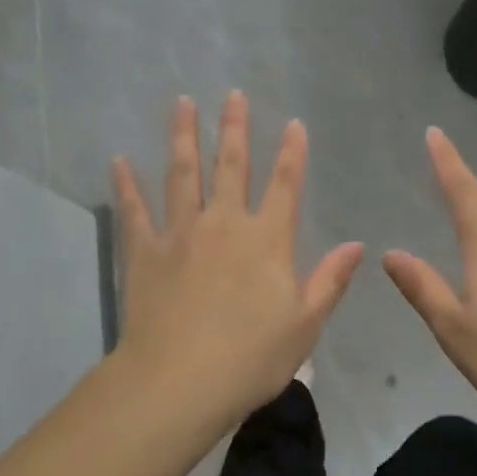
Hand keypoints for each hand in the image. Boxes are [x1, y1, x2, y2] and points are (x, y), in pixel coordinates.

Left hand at [112, 91, 363, 428]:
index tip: (294, 124)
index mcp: (267, 240)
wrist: (181, 381)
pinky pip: (134, 210)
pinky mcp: (145, 251)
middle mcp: (224, 224)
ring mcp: (181, 233)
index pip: (285, 185)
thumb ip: (330, 281)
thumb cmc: (251, 358)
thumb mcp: (305, 324)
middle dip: (234, 128)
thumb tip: (357, 245)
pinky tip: (119, 160)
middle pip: (231, 166)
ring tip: (182, 104)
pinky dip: (126, 185)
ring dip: (183, 136)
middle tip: (233, 94)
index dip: (292, 153)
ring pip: (182, 174)